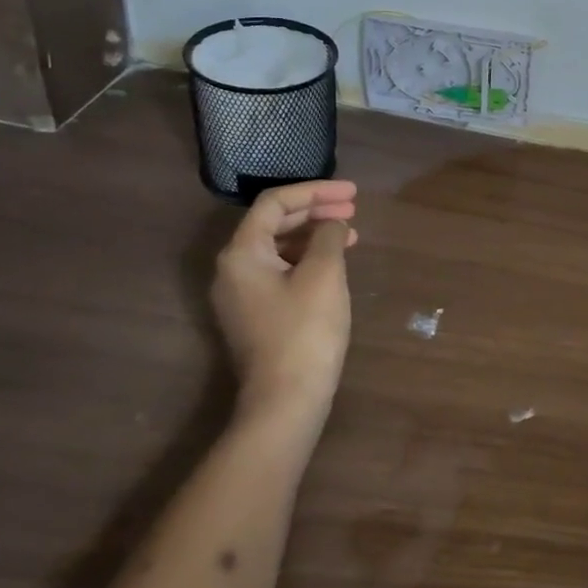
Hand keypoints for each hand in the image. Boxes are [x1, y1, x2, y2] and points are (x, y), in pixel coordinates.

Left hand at [210, 180, 356, 426]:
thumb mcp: (324, 273)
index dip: (315, 191)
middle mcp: (234, 269)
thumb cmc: (305, 329)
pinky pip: (282, 269)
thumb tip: (332, 223)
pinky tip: (335, 262)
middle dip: (316, 210)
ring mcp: (243, 293)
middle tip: (354, 208)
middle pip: (274, 223)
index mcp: (242, 253)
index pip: (275, 203)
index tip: (352, 193)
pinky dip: (309, 258)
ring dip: (315, 234)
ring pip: (279, 247)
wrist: (287, 397)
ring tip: (350, 234)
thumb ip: (328, 236)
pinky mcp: (258, 313)